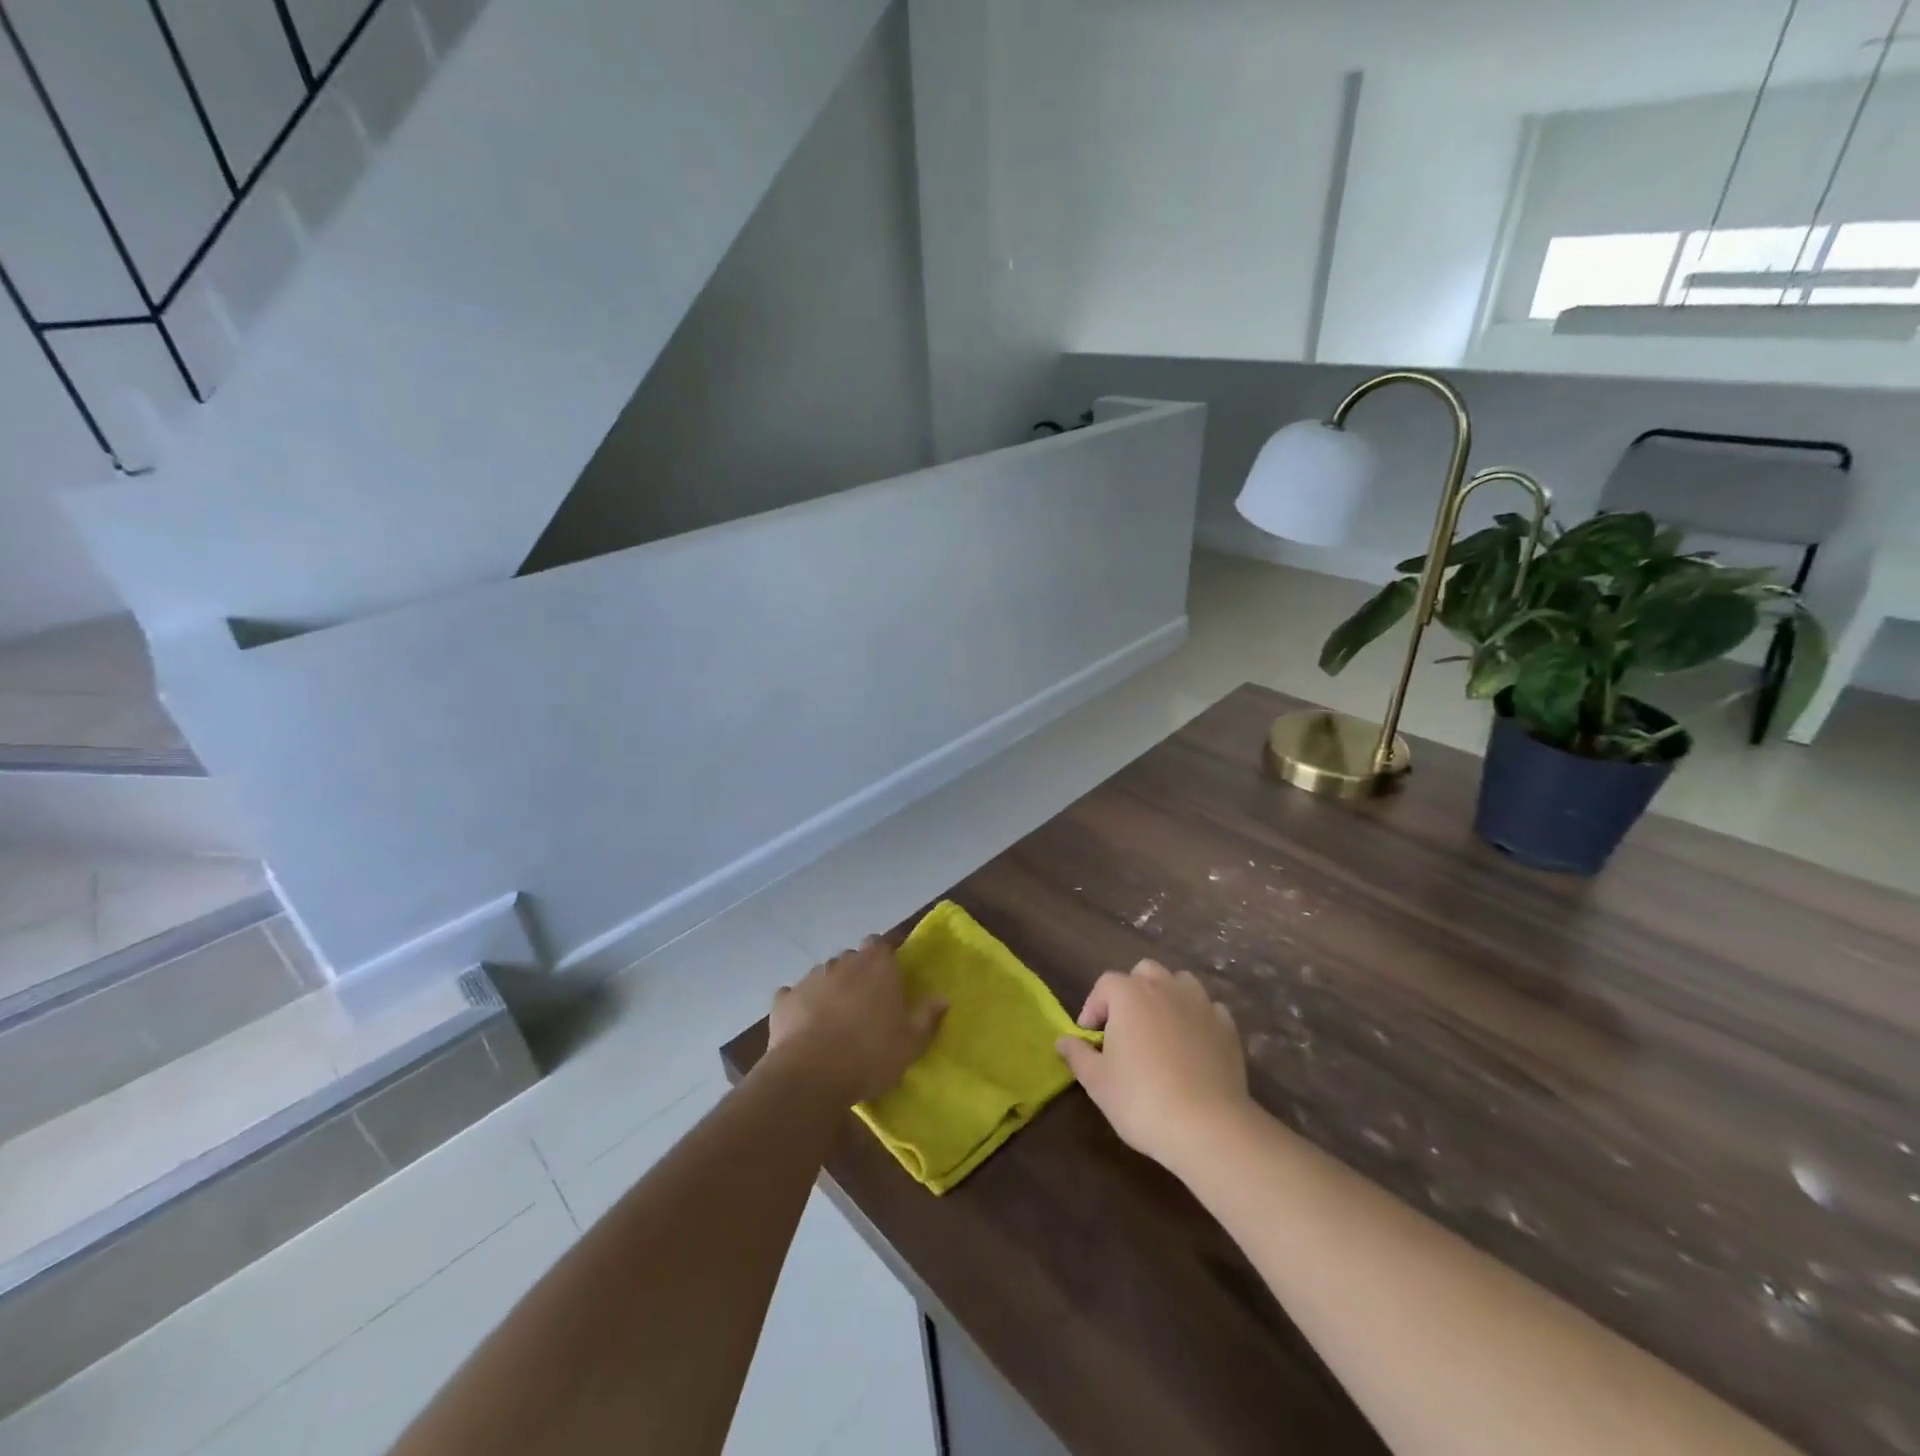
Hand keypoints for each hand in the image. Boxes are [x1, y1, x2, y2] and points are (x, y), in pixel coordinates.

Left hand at [768, 937, 945, 1104]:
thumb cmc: (870, 1054)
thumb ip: (927, 1016)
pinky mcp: (783, 999)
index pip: (881, 943)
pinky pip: (793, 995)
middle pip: (852, 958)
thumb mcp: (910, 1042)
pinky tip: (804, 1024)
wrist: (811, 1075)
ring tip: (835, 1018)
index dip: (884, 957)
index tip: (889, 977)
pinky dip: (800, 1004)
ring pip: (824, 974)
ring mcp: (810, 978)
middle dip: (858, 974)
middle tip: (865, 1003)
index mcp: (876, 965)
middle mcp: (843, 962)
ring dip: (830, 988)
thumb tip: (942, 997)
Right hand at [1056, 960, 1250, 1169]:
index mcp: (1129, 995)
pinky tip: (1193, 1044)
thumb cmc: (1141, 1099)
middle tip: (1126, 1027)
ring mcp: (1200, 1004)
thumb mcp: (1097, 1081)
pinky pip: (1208, 1009)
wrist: (1207, 1125)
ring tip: (1161, 1029)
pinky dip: (1197, 1018)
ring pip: (1180, 982)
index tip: (1090, 1036)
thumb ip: (1077, 1055)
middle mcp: (1165, 987)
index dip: (1094, 1006)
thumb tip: (1062, 1040)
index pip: (1105, 984)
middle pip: (1144, 972)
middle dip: (1132, 992)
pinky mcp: (1227, 1026)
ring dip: (1167, 997)